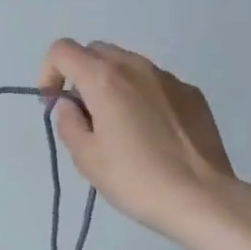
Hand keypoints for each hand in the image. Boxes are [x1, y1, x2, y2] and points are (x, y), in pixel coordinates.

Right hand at [38, 39, 238, 242]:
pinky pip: (155, 84)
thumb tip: (70, 105)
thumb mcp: (86, 157)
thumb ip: (68, 122)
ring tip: (119, 126)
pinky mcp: (193, 95)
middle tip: (83, 114)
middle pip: (96, 51)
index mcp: (104, 79)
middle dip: (80, 75)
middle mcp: (137, 67)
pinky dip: (141, 96)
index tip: (53, 104)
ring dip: (112, 84)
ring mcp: (169, 79)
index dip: (49, 72)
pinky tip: (151, 134)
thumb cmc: (135, 179)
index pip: (62, 50)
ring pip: (128, 65)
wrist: (201, 198)